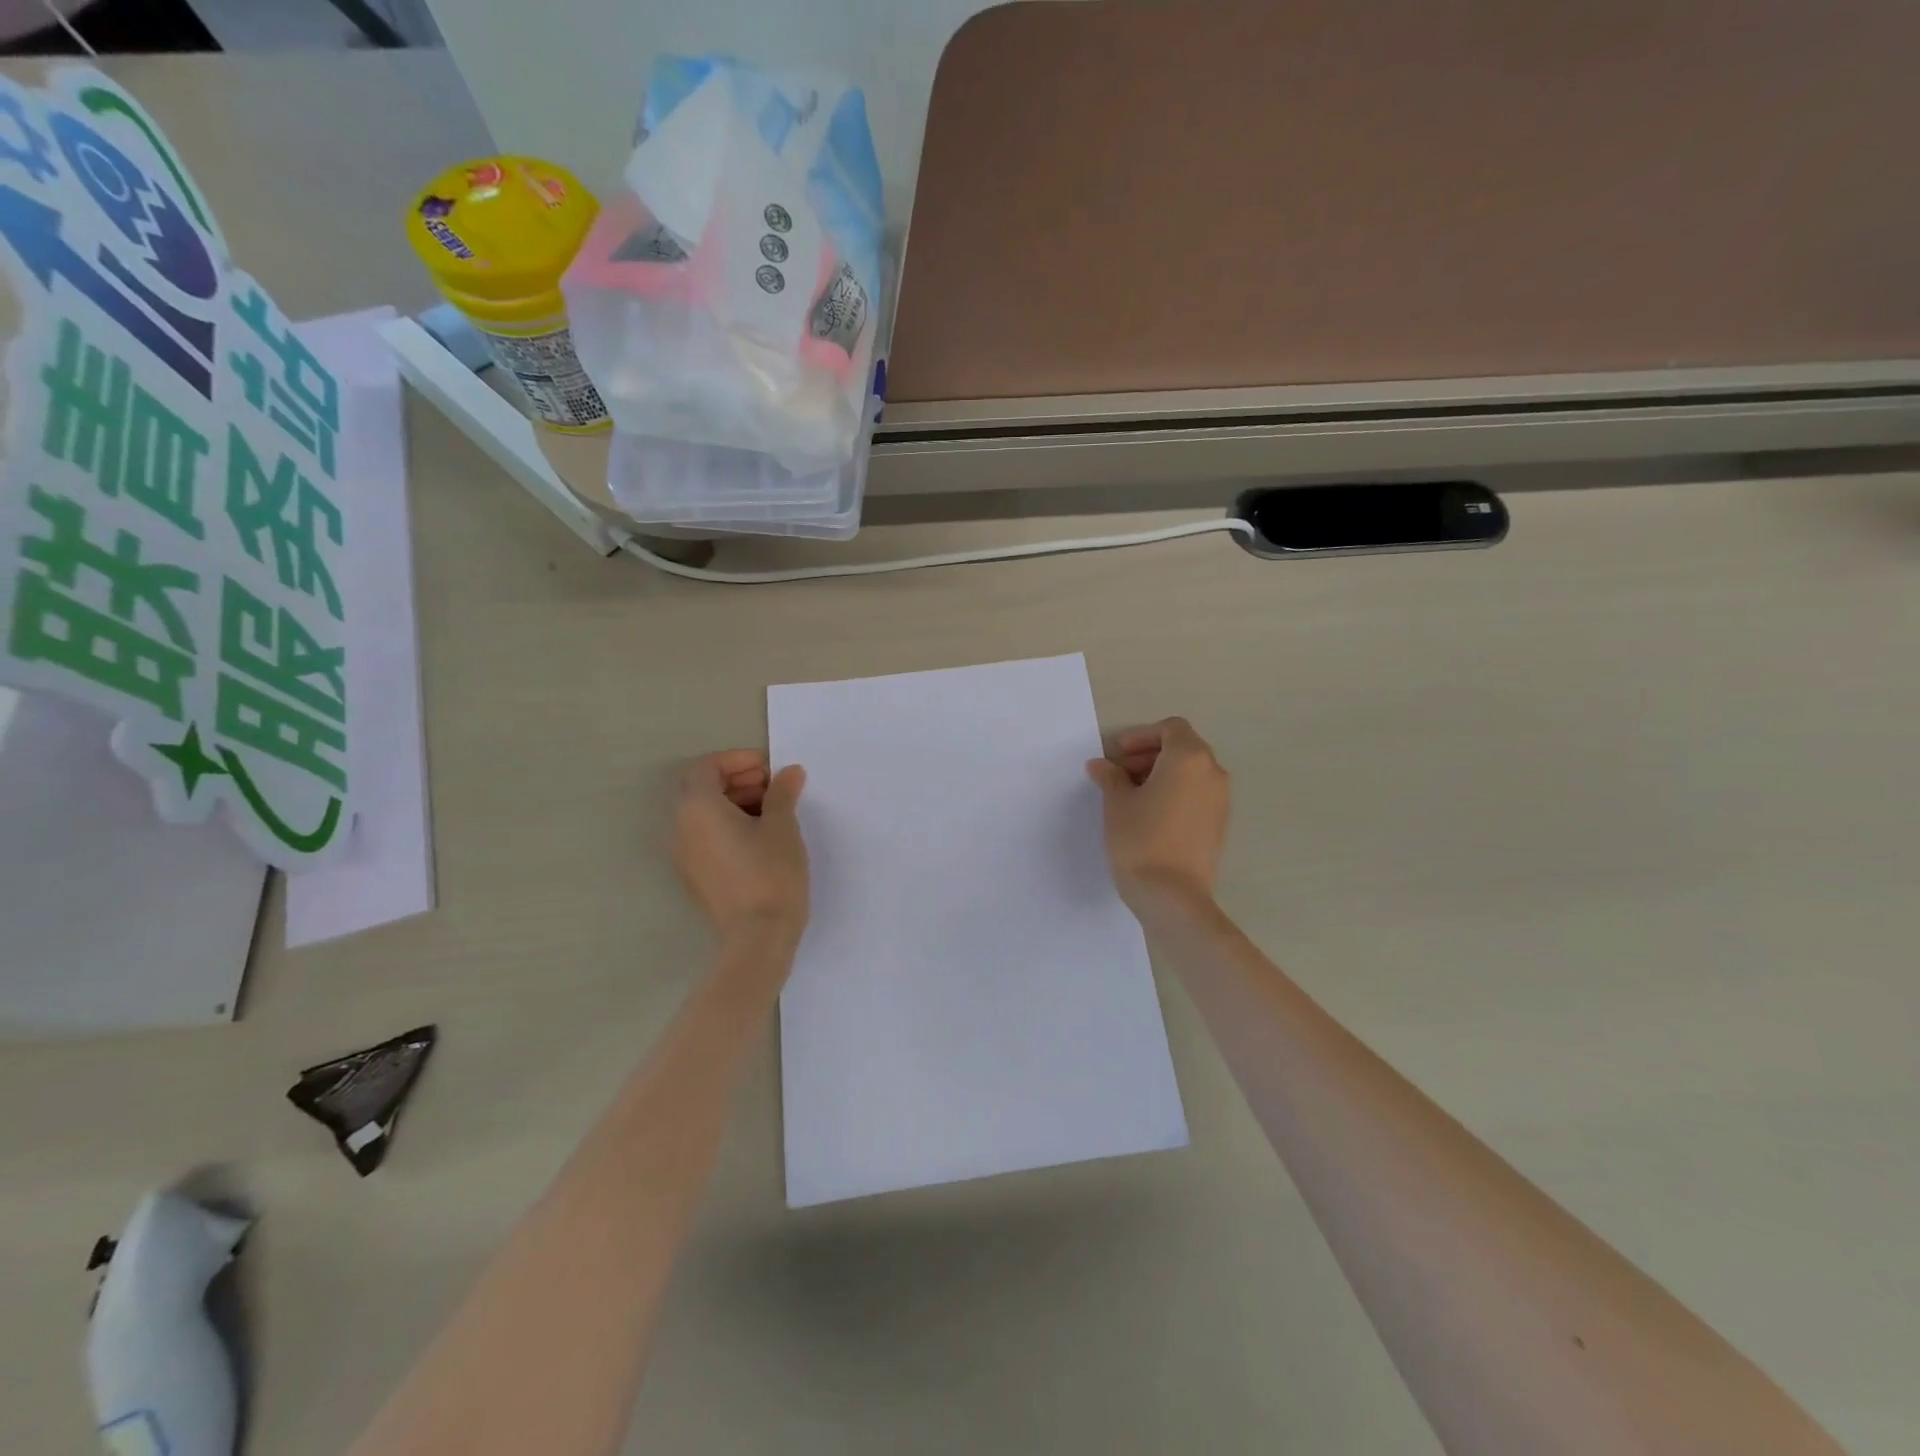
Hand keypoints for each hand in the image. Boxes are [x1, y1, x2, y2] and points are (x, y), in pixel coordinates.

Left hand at [673, 751, 809, 942]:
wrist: (757, 938)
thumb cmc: (770, 874)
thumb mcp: (782, 827)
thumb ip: (782, 793)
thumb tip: (789, 772)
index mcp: (698, 809)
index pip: (706, 767)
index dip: (736, 761)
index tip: (769, 769)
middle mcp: (681, 828)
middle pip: (701, 789)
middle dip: (737, 780)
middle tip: (774, 787)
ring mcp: (685, 856)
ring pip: (703, 815)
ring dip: (734, 803)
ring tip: (773, 812)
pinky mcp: (695, 877)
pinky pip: (706, 837)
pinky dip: (728, 826)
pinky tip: (761, 839)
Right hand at [1086, 717, 1228, 910]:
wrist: (1173, 896)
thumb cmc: (1140, 840)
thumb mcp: (1117, 803)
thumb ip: (1110, 777)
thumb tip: (1101, 765)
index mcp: (1189, 758)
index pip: (1170, 728)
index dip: (1141, 736)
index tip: (1116, 755)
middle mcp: (1212, 772)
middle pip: (1182, 748)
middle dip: (1148, 755)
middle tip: (1118, 774)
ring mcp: (1220, 800)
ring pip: (1190, 772)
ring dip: (1161, 774)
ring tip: (1130, 796)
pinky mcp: (1219, 824)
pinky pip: (1196, 794)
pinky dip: (1174, 793)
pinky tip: (1149, 815)